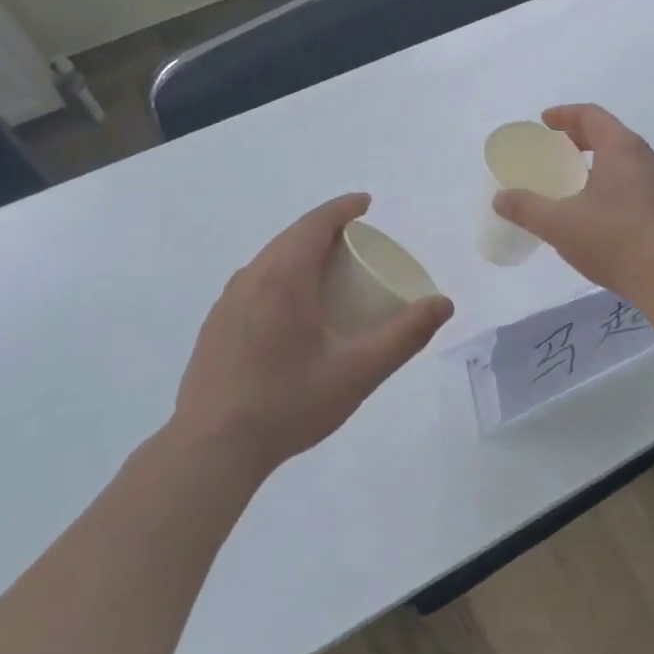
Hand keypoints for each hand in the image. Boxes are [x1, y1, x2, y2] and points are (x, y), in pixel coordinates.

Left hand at [169, 194, 453, 477]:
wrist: (210, 449)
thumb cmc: (288, 404)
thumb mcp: (358, 372)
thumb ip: (404, 336)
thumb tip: (443, 304)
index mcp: (283, 279)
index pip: (315, 224)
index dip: (343, 208)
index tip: (366, 204)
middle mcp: (251, 279)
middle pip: (291, 237)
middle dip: (326, 230)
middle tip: (357, 242)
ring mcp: (227, 302)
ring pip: (270, 260)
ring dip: (301, 253)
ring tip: (329, 272)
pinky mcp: (215, 325)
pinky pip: (255, 282)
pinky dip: (282, 276)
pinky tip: (293, 310)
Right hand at [492, 104, 653, 304]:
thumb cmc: (614, 240)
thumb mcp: (559, 224)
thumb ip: (526, 207)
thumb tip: (500, 198)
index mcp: (623, 149)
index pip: (592, 116)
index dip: (565, 115)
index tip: (544, 122)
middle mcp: (648, 159)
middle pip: (611, 136)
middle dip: (581, 139)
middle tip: (556, 151)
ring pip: (626, 163)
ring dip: (599, 165)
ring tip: (575, 184)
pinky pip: (636, 186)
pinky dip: (613, 186)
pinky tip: (599, 215)